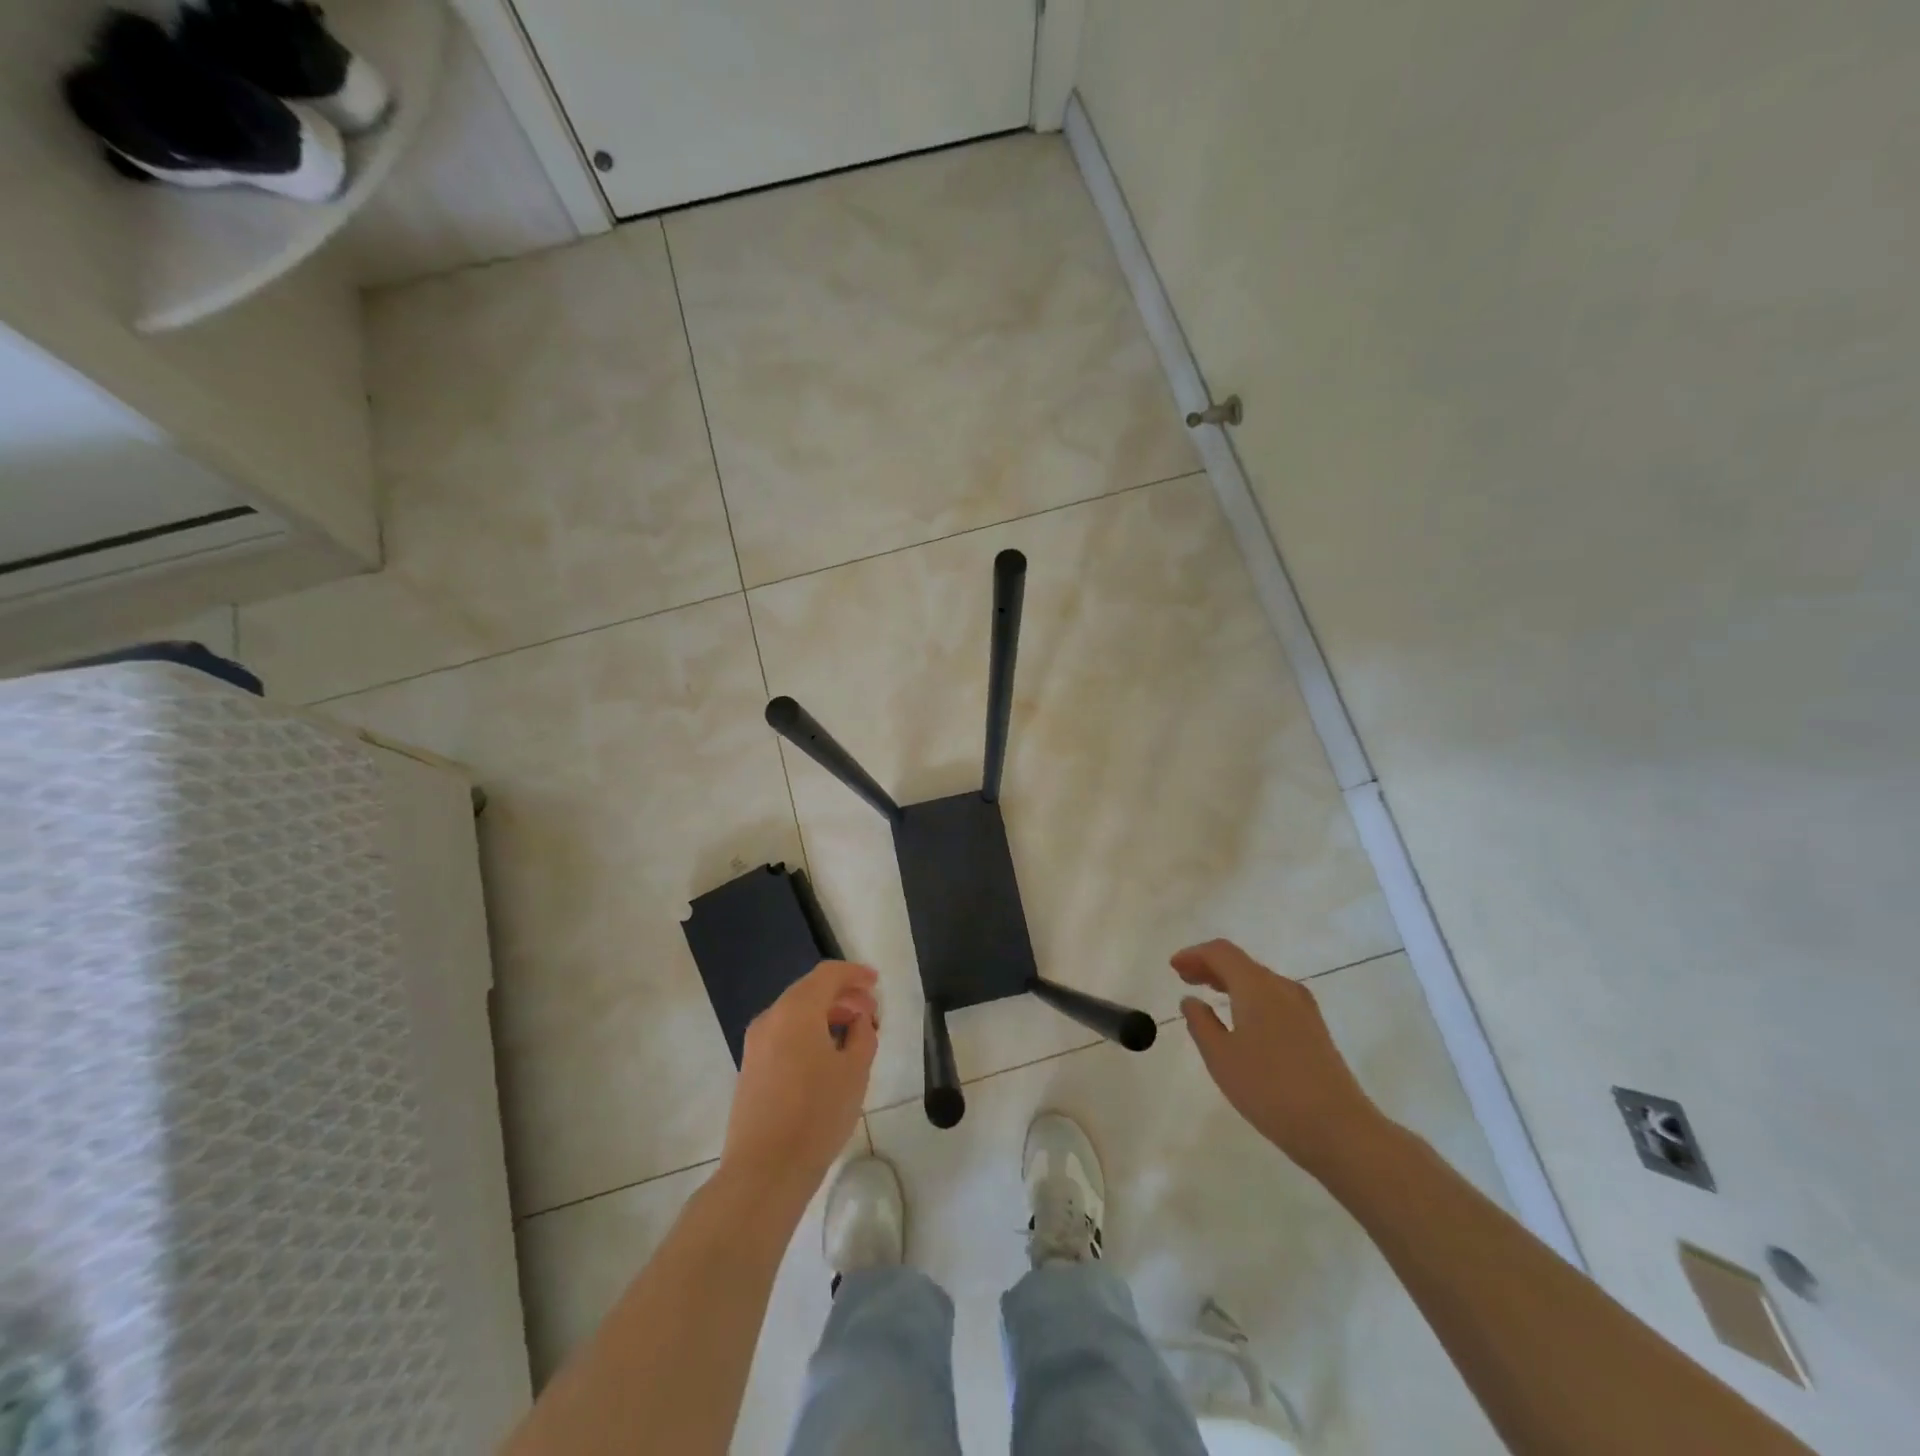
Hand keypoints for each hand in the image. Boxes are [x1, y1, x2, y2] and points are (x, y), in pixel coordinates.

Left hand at [722, 960, 879, 1204]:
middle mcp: (771, 1018)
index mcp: (796, 1010)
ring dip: (826, 1015)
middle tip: (871, 1013)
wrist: (764, 1170)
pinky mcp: (751, 1067)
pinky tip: (828, 1056)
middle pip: (810, 991)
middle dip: (843, 996)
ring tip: (854, 1036)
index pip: (828, 974)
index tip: (877, 983)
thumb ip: (863, 1034)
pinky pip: (784, 1034)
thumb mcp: (855, 1071)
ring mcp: (756, 1043)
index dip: (855, 974)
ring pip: (796, 1013)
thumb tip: (858, 1020)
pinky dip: (809, 1032)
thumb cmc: (817, 1114)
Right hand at [1174, 938, 1385, 1175]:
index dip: (1194, 954)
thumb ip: (1201, 1023)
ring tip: (1207, 995)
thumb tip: (1192, 1000)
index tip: (1173, 967)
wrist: (1339, 1129)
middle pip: (1241, 963)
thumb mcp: (1221, 1057)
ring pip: (1259, 981)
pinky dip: (1249, 997)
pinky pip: (1273, 998)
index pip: (1221, 953)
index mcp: (1257, 986)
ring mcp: (1303, 1008)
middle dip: (1210, 966)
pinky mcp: (1315, 1030)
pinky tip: (1240, 1019)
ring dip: (1230, 982)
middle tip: (1184, 978)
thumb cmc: (1270, 1089)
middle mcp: (1282, 987)